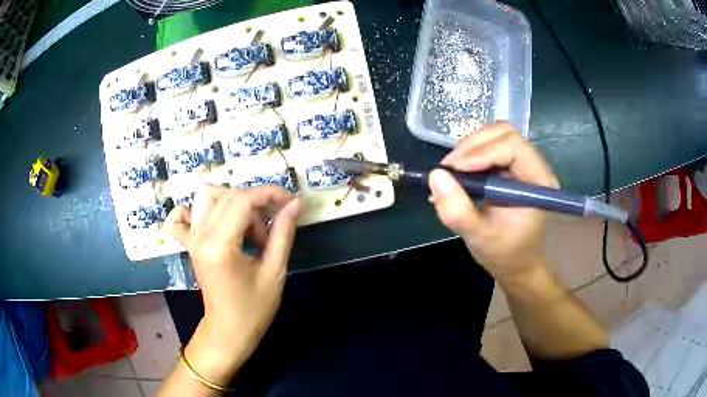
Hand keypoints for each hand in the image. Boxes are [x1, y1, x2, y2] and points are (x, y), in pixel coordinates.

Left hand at [164, 185, 300, 383]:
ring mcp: (192, 238)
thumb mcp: (274, 272)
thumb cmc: (254, 309)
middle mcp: (200, 235)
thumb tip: (295, 204)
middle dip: (257, 201)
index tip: (291, 202)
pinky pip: (182, 216)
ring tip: (249, 226)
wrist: (228, 330)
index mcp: (220, 245)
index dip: (270, 194)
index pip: (243, 199)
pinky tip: (213, 220)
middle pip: (229, 195)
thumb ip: (283, 234)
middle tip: (274, 225)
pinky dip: (195, 210)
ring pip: (208, 196)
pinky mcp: (190, 243)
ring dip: (233, 201)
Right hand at [428, 122, 558, 283]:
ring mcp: (523, 164)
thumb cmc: (505, 254)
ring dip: (470, 148)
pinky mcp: (511, 167)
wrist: (517, 264)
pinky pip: (490, 147)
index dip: (481, 152)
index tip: (453, 170)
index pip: (513, 147)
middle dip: (473, 146)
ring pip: (496, 135)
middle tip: (449, 168)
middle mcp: (535, 166)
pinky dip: (471, 155)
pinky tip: (459, 173)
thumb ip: (457, 211)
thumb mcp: (478, 237)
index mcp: (538, 182)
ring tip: (452, 171)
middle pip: (504, 133)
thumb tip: (435, 176)